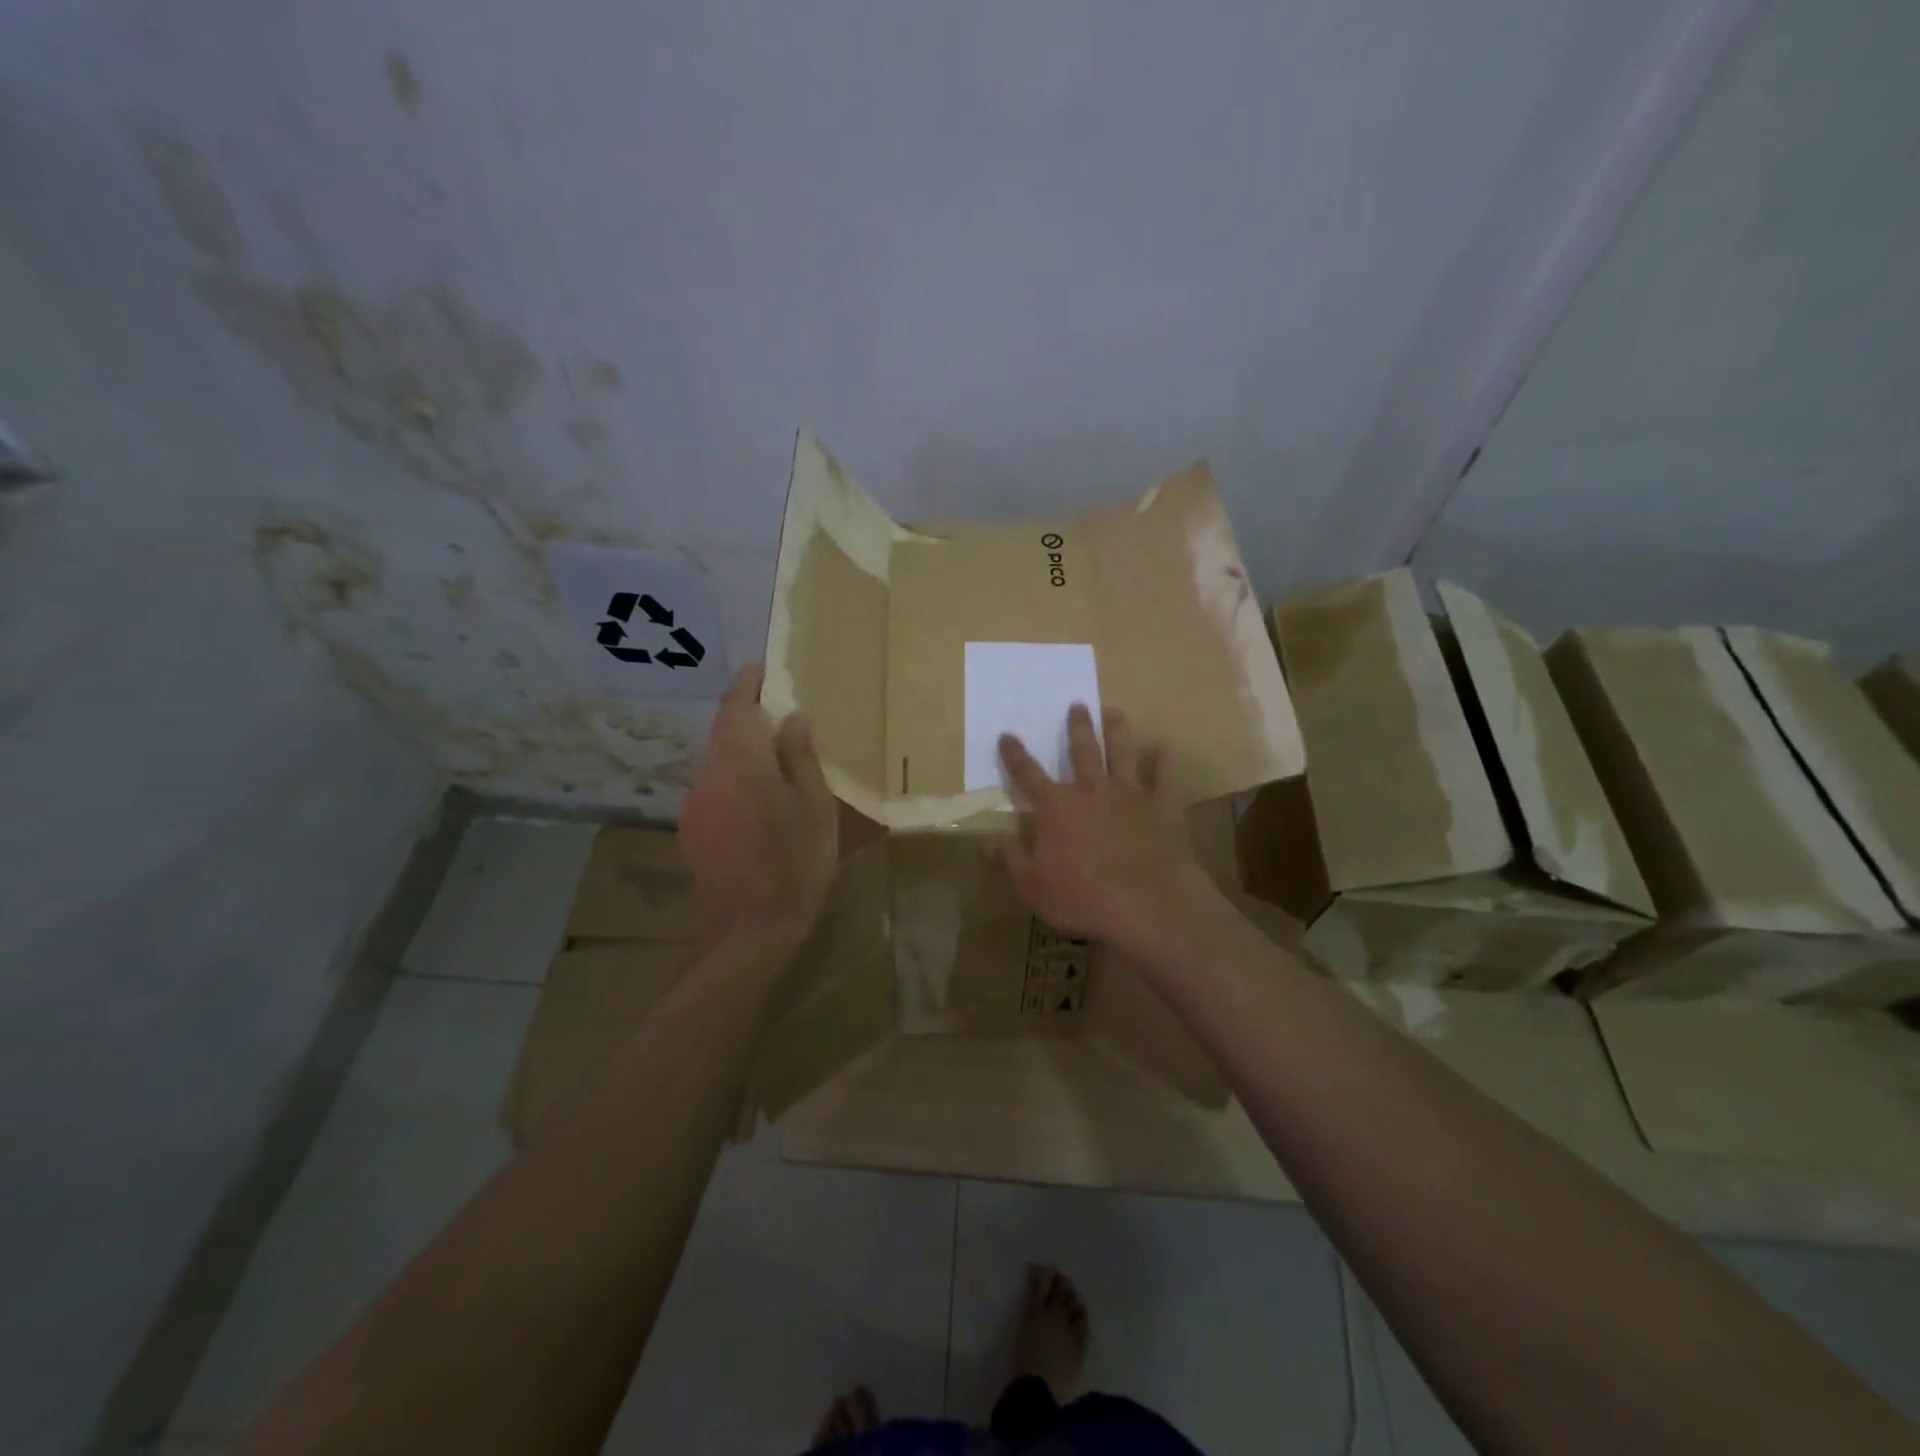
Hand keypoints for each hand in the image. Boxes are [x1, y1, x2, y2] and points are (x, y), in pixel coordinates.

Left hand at [679, 664, 837, 945]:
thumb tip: (791, 718)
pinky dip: (732, 775)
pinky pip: (712, 785)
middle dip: (743, 713)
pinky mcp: (691, 828)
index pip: (736, 707)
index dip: (747, 683)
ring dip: (738, 746)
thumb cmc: (796, 863)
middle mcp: (709, 774)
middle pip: (722, 731)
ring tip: (770, 752)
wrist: (750, 929)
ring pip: (716, 759)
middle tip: (774, 707)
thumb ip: (800, 757)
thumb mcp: (815, 806)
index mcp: (742, 762)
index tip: (761, 667)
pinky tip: (755, 796)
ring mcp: (695, 803)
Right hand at [998, 704, 1214, 952]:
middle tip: (1077, 705)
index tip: (1006, 735)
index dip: (1014, 755)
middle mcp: (1091, 790)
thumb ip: (1011, 859)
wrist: (1147, 901)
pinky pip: (1164, 776)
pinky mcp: (1162, 805)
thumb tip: (988, 841)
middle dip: (1077, 727)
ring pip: (1122, 752)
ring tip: (1114, 710)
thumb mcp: (1033, 885)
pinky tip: (1163, 748)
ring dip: (1117, 730)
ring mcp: (1130, 794)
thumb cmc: (1082, 896)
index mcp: (1056, 807)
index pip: (1028, 774)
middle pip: (1082, 751)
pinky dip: (1163, 761)